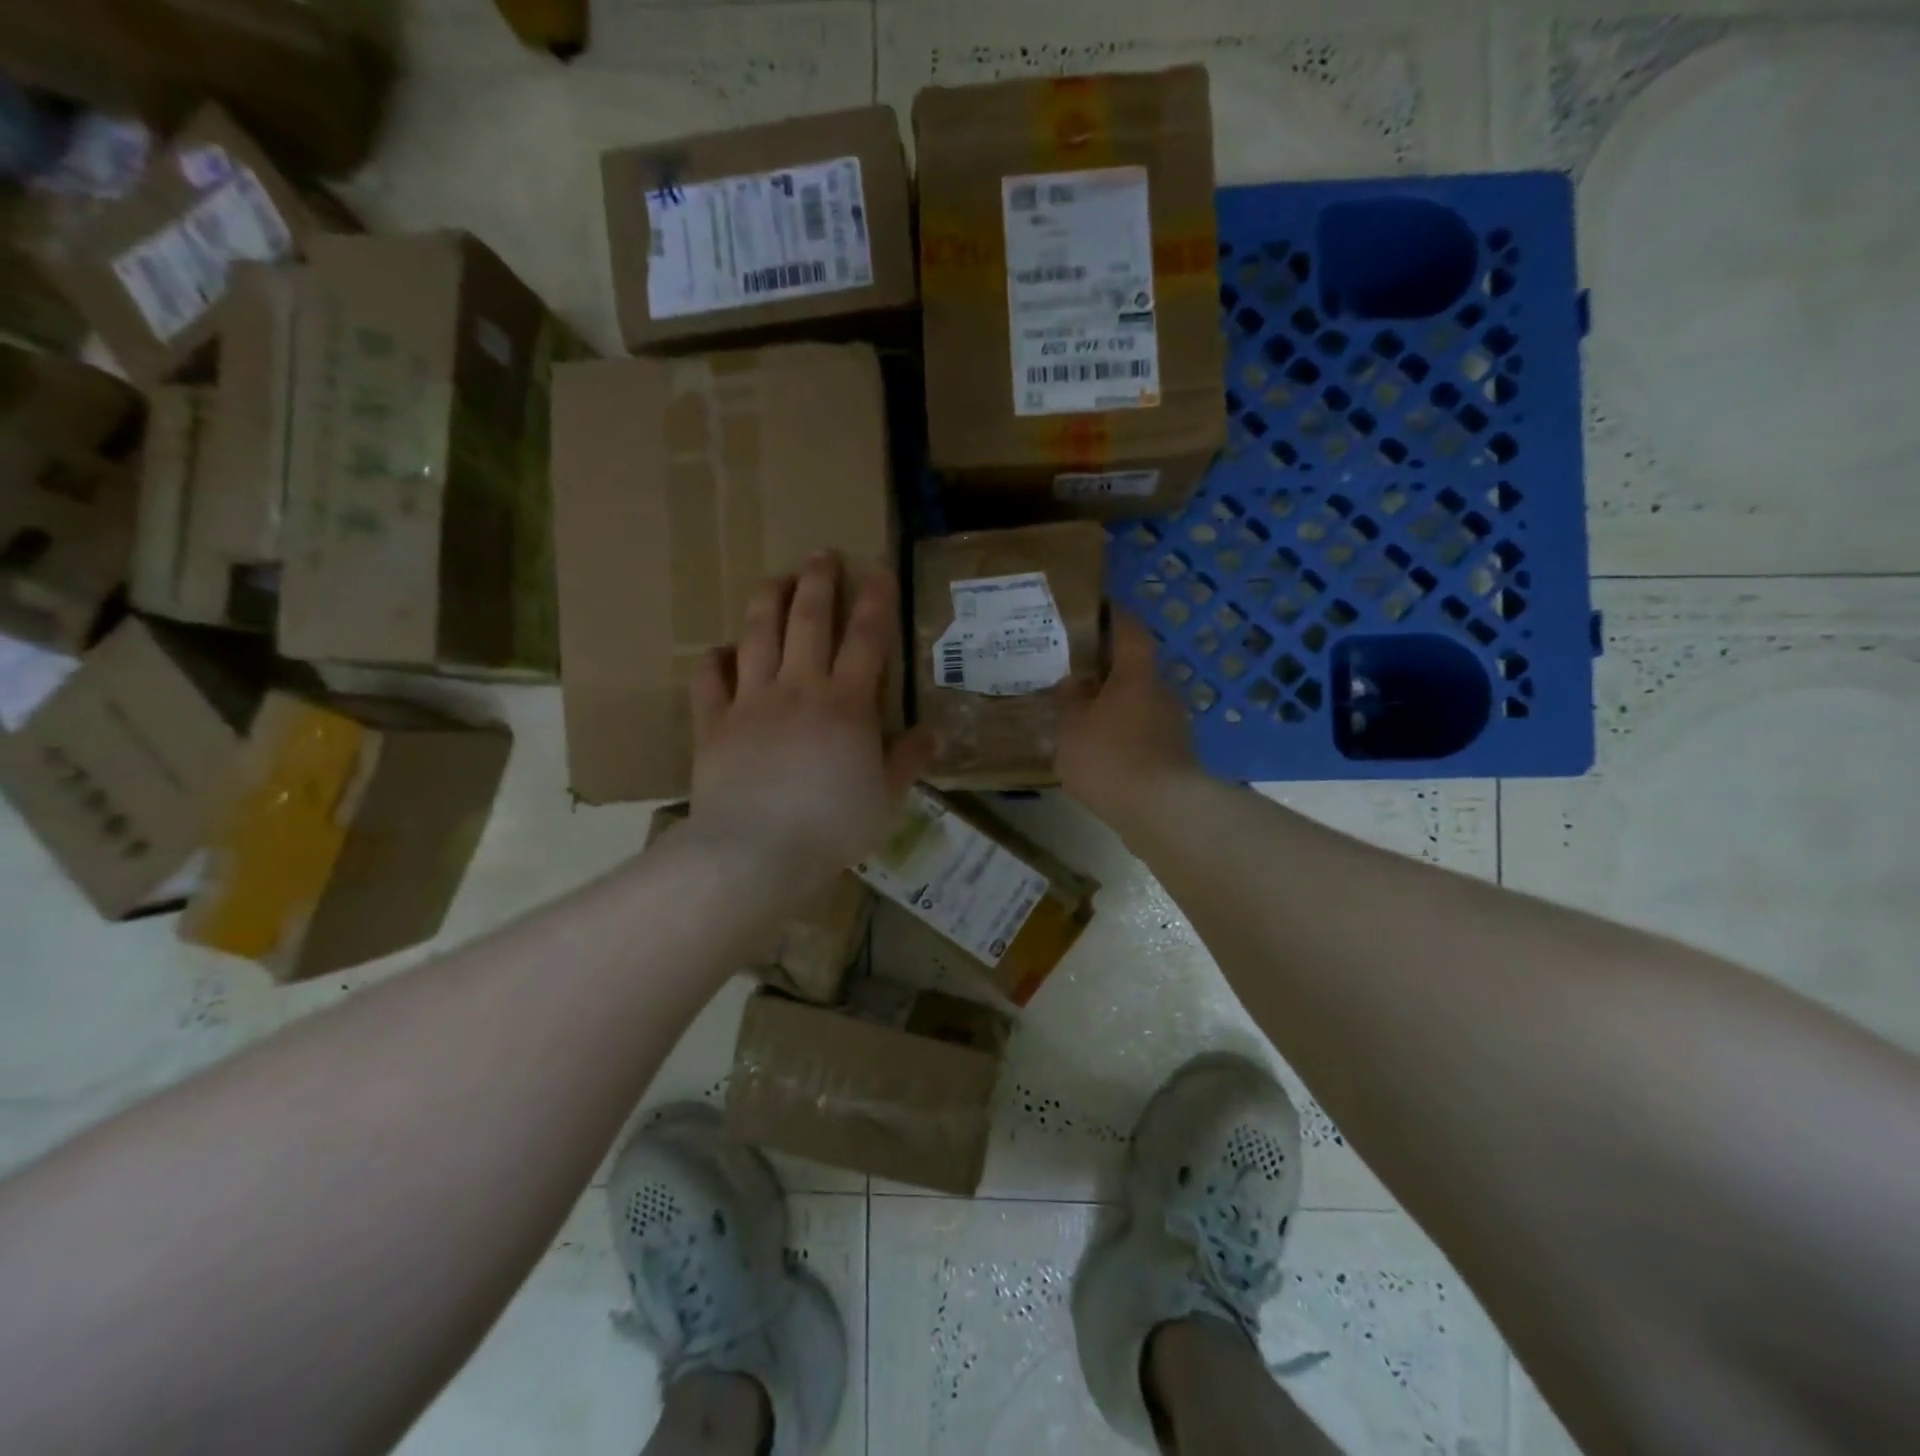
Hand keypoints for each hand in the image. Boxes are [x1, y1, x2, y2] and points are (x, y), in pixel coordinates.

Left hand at [685, 553, 935, 883]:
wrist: (756, 851)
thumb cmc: (832, 827)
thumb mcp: (886, 799)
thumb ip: (907, 761)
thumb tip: (933, 734)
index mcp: (846, 704)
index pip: (866, 639)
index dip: (875, 601)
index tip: (880, 571)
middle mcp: (799, 688)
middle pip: (808, 620)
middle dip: (818, 582)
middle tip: (822, 554)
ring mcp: (751, 702)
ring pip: (757, 635)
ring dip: (767, 601)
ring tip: (774, 578)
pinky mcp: (713, 723)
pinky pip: (709, 679)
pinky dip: (714, 660)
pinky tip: (720, 652)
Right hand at [1056, 613, 1202, 824]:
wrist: (1163, 812)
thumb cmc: (1111, 758)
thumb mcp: (1072, 727)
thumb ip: (1069, 700)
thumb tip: (1072, 682)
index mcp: (1137, 675)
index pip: (1130, 630)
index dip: (1114, 616)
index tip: (1096, 607)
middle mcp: (1161, 692)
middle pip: (1135, 667)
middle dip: (1107, 667)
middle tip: (1074, 668)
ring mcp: (1173, 725)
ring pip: (1139, 702)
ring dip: (1114, 703)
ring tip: (1082, 712)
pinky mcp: (1174, 755)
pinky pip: (1143, 731)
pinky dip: (1123, 731)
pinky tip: (1101, 748)